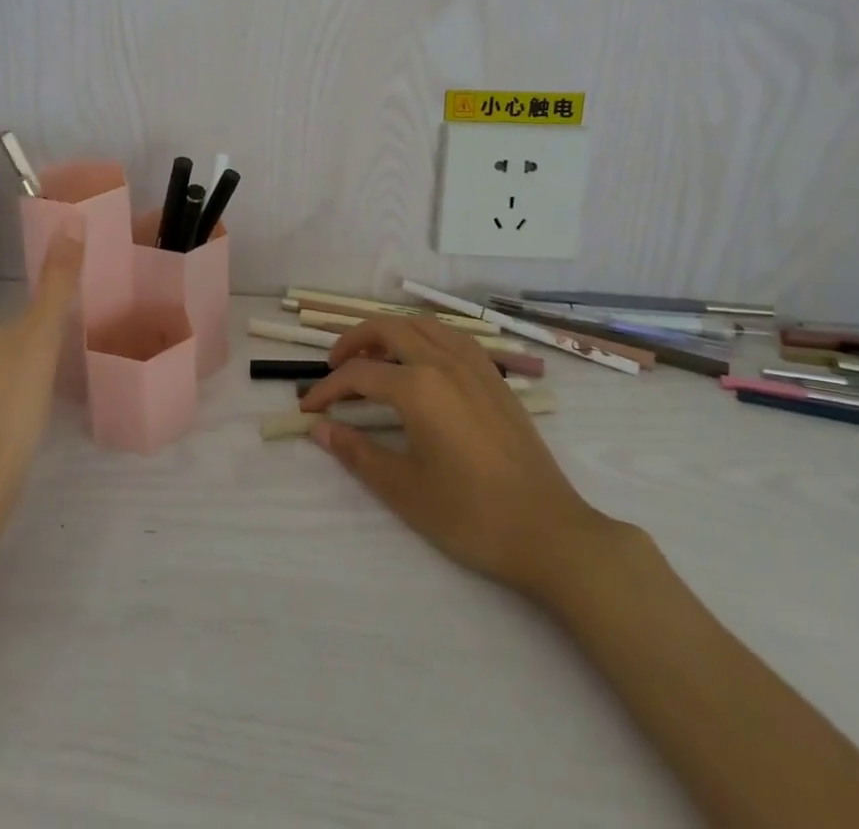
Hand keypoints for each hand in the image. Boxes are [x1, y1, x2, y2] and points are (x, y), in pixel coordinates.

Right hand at [300, 317, 610, 594]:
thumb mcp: (404, 490)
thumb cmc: (471, 516)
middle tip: (334, 367)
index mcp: (419, 387)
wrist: (549, 533)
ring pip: (422, 324)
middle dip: (353, 341)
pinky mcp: (495, 377)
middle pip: (388, 328)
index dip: (328, 389)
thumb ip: (356, 453)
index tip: (308, 410)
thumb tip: (319, 429)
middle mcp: (444, 362)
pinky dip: (424, 336)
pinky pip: (451, 337)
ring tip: (373, 358)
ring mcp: (475, 365)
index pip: (358, 374)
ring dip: (390, 332)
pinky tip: (421, 361)